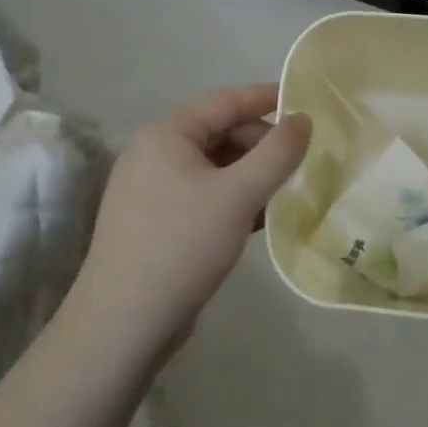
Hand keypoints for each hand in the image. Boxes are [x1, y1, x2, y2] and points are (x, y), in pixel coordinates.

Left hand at [70, 84, 311, 362]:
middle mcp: (153, 152)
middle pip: (219, 132)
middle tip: (301, 162)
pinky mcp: (154, 221)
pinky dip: (233, 198)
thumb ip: (277, 153)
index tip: (306, 103)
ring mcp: (150, 188)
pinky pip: (202, 194)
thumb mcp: (238, 196)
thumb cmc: (181, 247)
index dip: (267, 98)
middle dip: (261, 144)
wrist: (121, 327)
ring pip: (213, 166)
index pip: (226, 101)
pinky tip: (260, 218)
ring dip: (251, 174)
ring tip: (287, 191)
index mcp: (166, 134)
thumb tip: (303, 118)